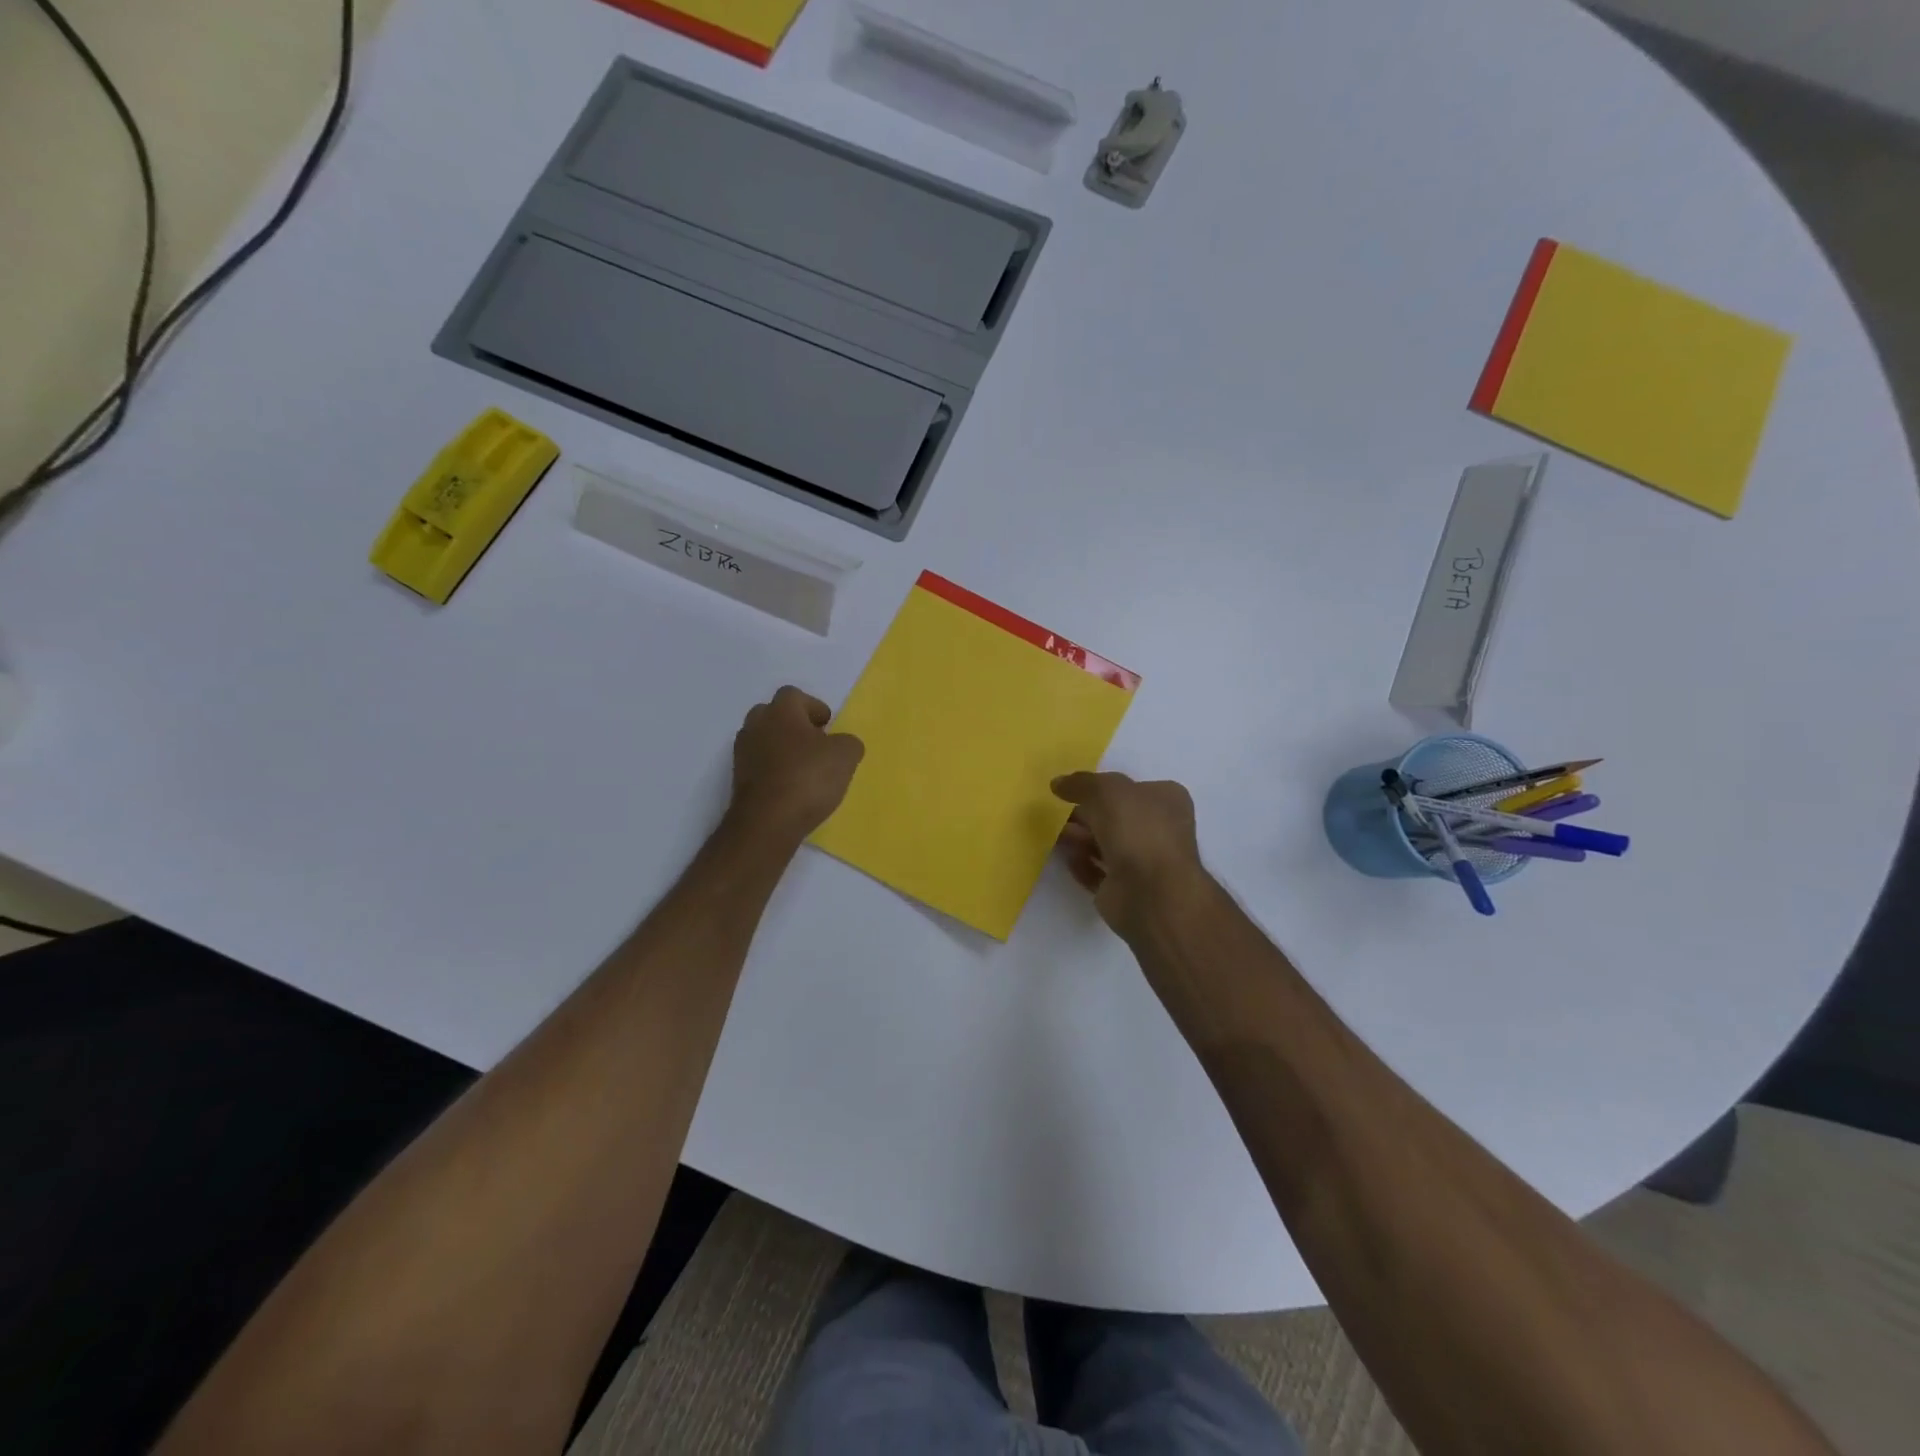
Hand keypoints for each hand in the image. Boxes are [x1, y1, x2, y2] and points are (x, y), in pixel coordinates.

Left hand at [728, 687, 864, 843]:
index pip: (795, 695)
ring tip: (805, 769)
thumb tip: (844, 744)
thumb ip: (848, 743)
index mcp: (780, 711)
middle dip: (795, 726)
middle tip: (816, 744)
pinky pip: (759, 765)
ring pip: (765, 740)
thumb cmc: (808, 778)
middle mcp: (756, 725)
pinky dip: (774, 771)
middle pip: (775, 715)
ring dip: (783, 749)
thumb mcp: (845, 755)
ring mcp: (743, 753)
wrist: (767, 822)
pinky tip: (792, 788)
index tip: (828, 726)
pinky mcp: (738, 780)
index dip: (814, 707)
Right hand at [1052, 772, 1207, 936]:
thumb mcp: (1106, 790)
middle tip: (1058, 813)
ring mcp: (1144, 862)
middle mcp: (1159, 829)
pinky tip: (1067, 858)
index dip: (1103, 786)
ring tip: (1056, 835)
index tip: (1074, 789)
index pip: (1133, 788)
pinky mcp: (1127, 889)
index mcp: (1166, 800)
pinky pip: (1098, 872)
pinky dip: (1082, 864)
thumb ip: (1081, 783)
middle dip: (1086, 814)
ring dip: (1080, 838)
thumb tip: (1058, 783)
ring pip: (1106, 844)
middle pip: (1116, 817)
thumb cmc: (1136, 829)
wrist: (1150, 892)